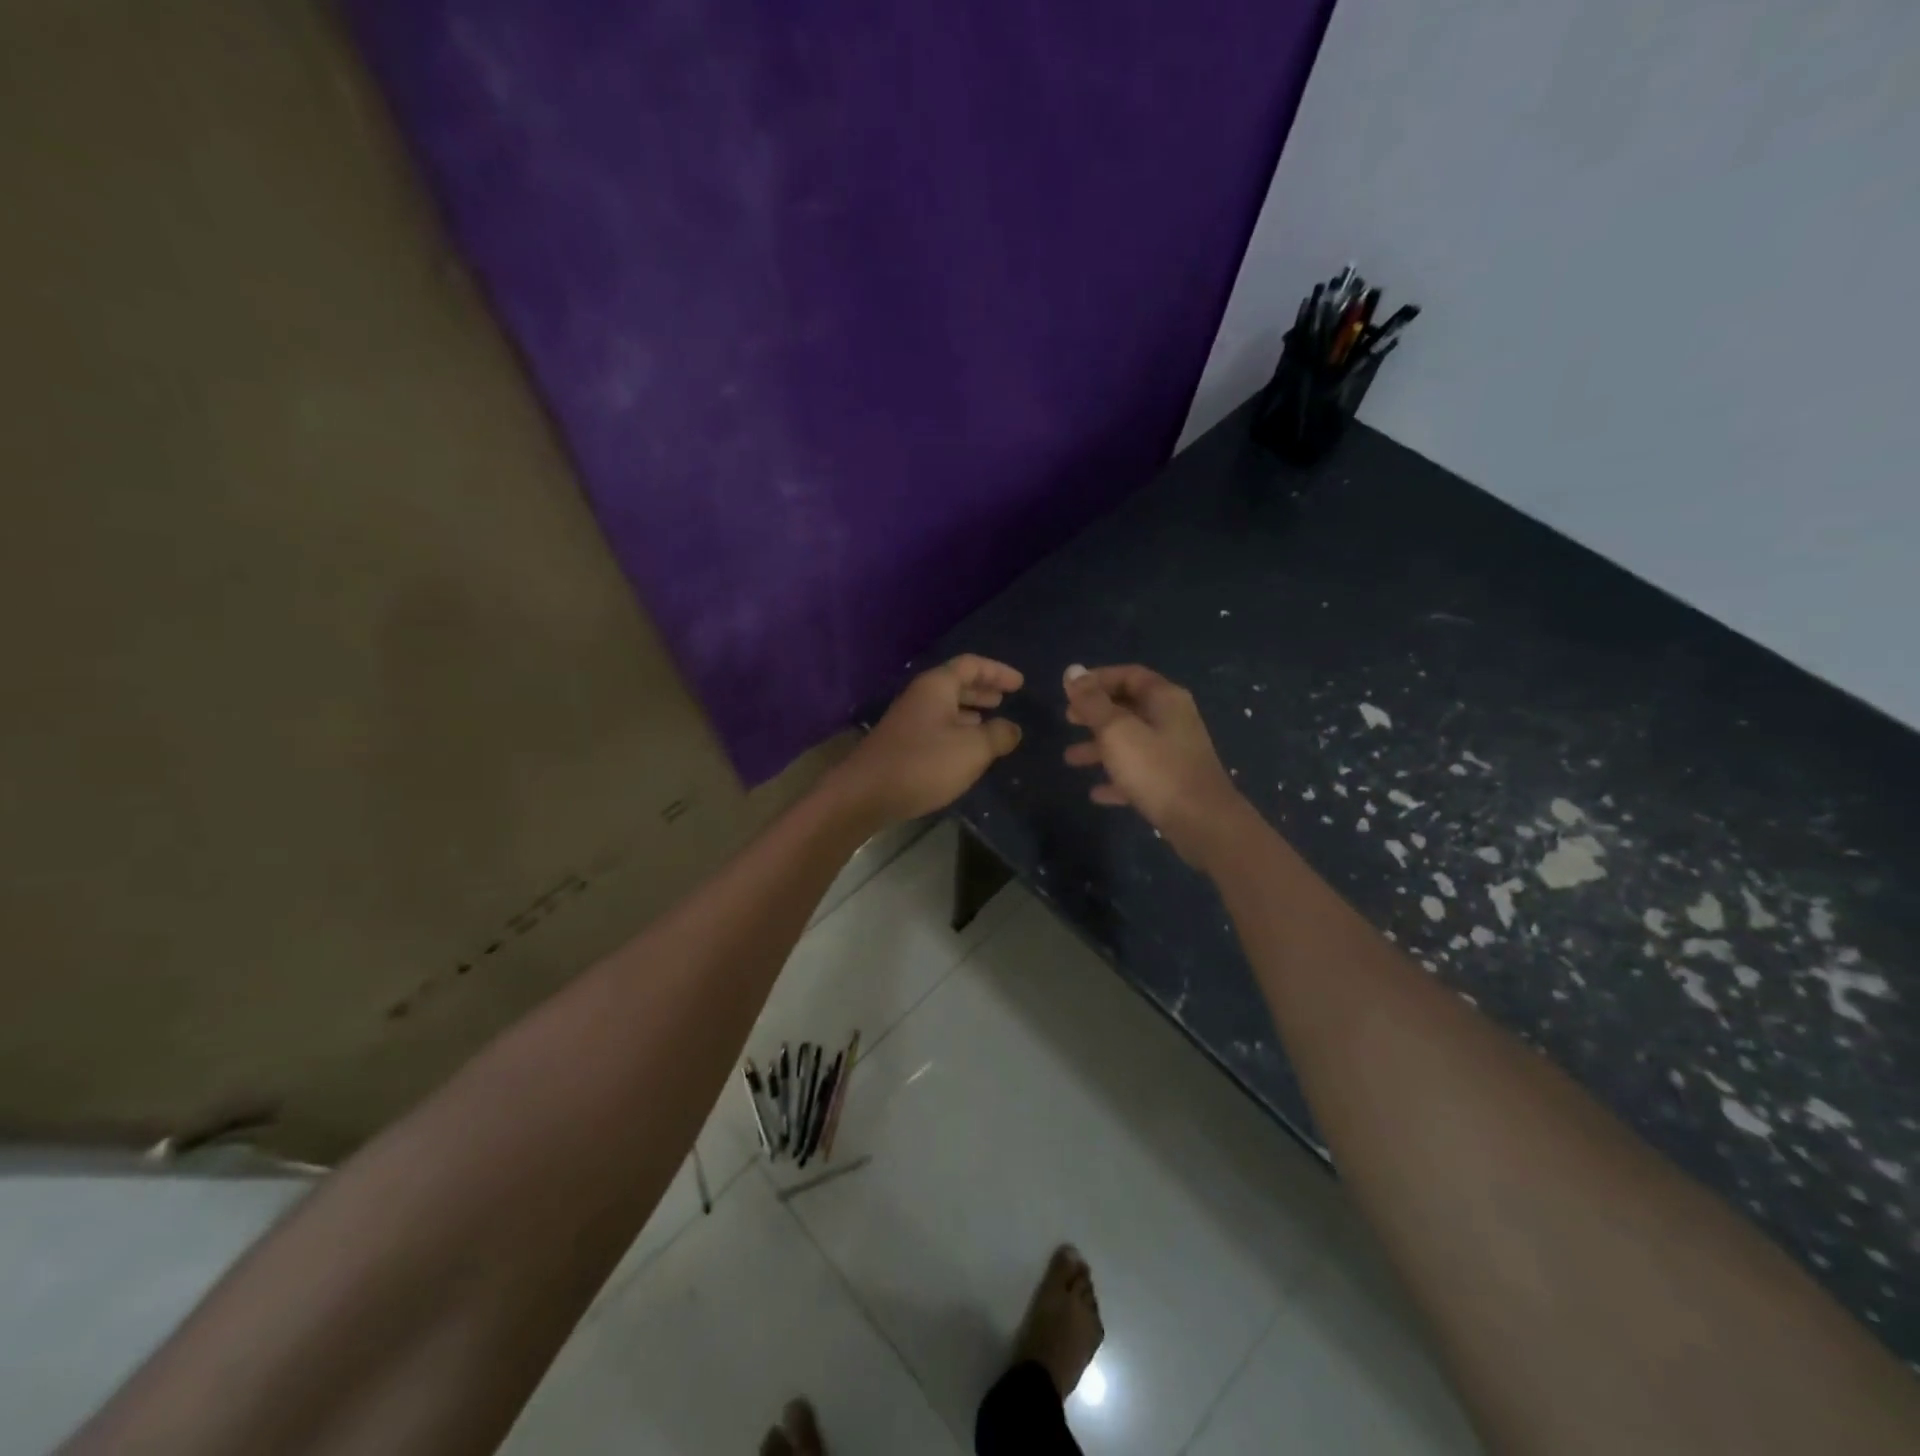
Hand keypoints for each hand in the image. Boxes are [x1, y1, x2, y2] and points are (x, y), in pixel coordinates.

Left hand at [830, 655, 1024, 825]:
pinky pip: (937, 727)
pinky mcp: (902, 744)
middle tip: (1005, 699)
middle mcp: (920, 697)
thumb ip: (998, 735)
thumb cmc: (924, 764)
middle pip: (956, 684)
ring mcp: (908, 721)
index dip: (997, 671)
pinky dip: (957, 731)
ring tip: (991, 724)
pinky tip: (966, 750)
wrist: (866, 794)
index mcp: (937, 687)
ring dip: (970, 712)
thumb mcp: (972, 749)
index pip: (971, 665)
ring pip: (946, 708)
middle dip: (982, 690)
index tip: (1019, 683)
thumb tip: (1012, 728)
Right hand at [1062, 663, 1245, 864]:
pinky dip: (1116, 777)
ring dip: (1099, 747)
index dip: (1098, 679)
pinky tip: (1096, 792)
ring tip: (1070, 759)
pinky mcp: (1173, 782)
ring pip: (1130, 741)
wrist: (1202, 822)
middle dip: (1095, 713)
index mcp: (1164, 699)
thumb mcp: (1116, 731)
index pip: (1129, 675)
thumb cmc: (1156, 769)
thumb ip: (1092, 702)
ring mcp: (1174, 752)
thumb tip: (1072, 670)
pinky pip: (1138, 772)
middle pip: (1129, 707)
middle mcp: (1172, 720)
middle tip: (1068, 720)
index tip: (1070, 691)